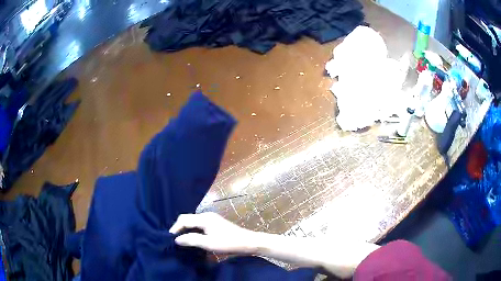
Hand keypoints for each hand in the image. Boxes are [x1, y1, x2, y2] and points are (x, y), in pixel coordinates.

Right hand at [170, 212, 255, 253]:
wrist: (248, 242)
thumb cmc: (228, 243)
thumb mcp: (208, 243)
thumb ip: (192, 240)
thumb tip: (176, 239)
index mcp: (204, 218)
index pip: (183, 219)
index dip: (175, 228)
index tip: (169, 238)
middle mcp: (207, 215)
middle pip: (188, 219)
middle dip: (179, 228)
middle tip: (174, 239)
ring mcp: (212, 219)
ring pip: (193, 222)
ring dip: (186, 229)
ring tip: (181, 240)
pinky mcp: (215, 224)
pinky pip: (199, 225)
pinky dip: (193, 230)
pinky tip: (193, 238)